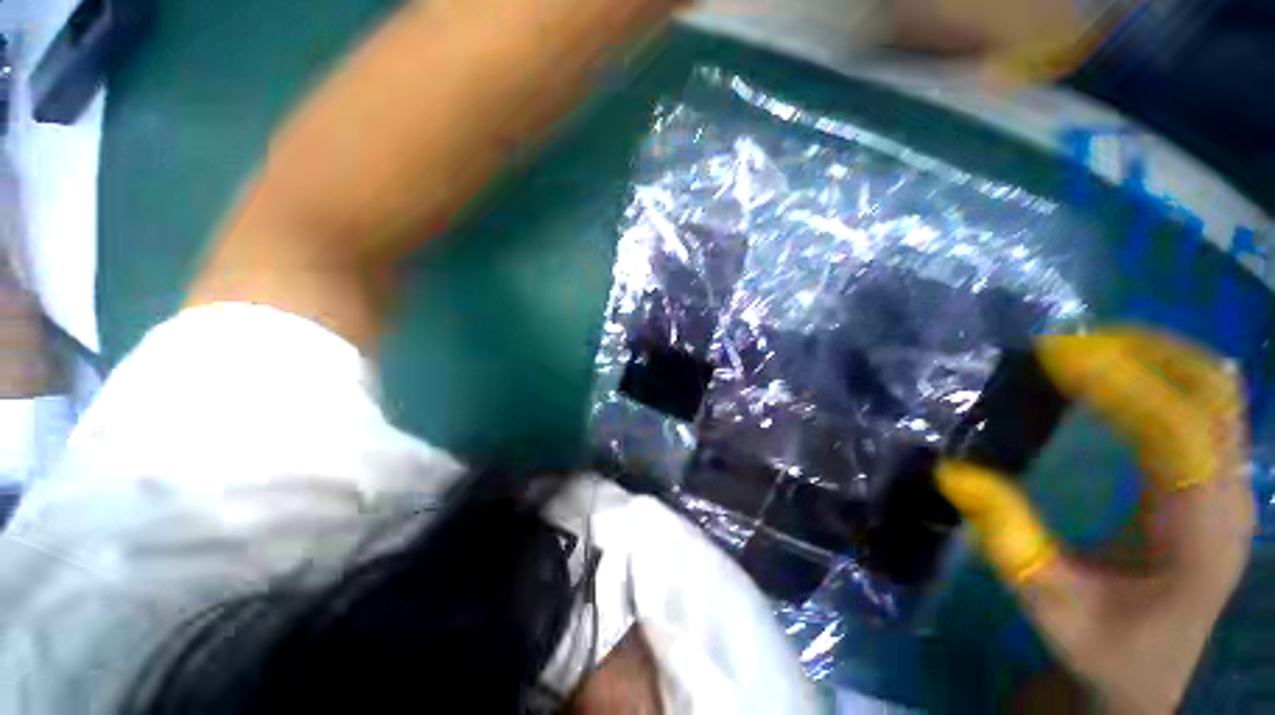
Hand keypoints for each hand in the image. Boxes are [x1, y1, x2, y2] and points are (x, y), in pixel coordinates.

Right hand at [938, 329, 1254, 713]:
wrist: (1148, 679)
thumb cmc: (1102, 647)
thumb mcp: (1048, 604)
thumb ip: (1008, 539)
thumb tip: (953, 472)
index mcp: (1197, 534)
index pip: (1176, 430)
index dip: (1120, 383)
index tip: (1054, 354)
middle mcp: (1228, 499)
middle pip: (1213, 394)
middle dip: (1144, 352)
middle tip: (1071, 343)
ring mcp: (1232, 489)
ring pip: (1218, 393)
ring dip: (1158, 357)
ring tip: (1093, 349)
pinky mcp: (1219, 485)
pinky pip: (1209, 408)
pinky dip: (1167, 377)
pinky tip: (1124, 380)